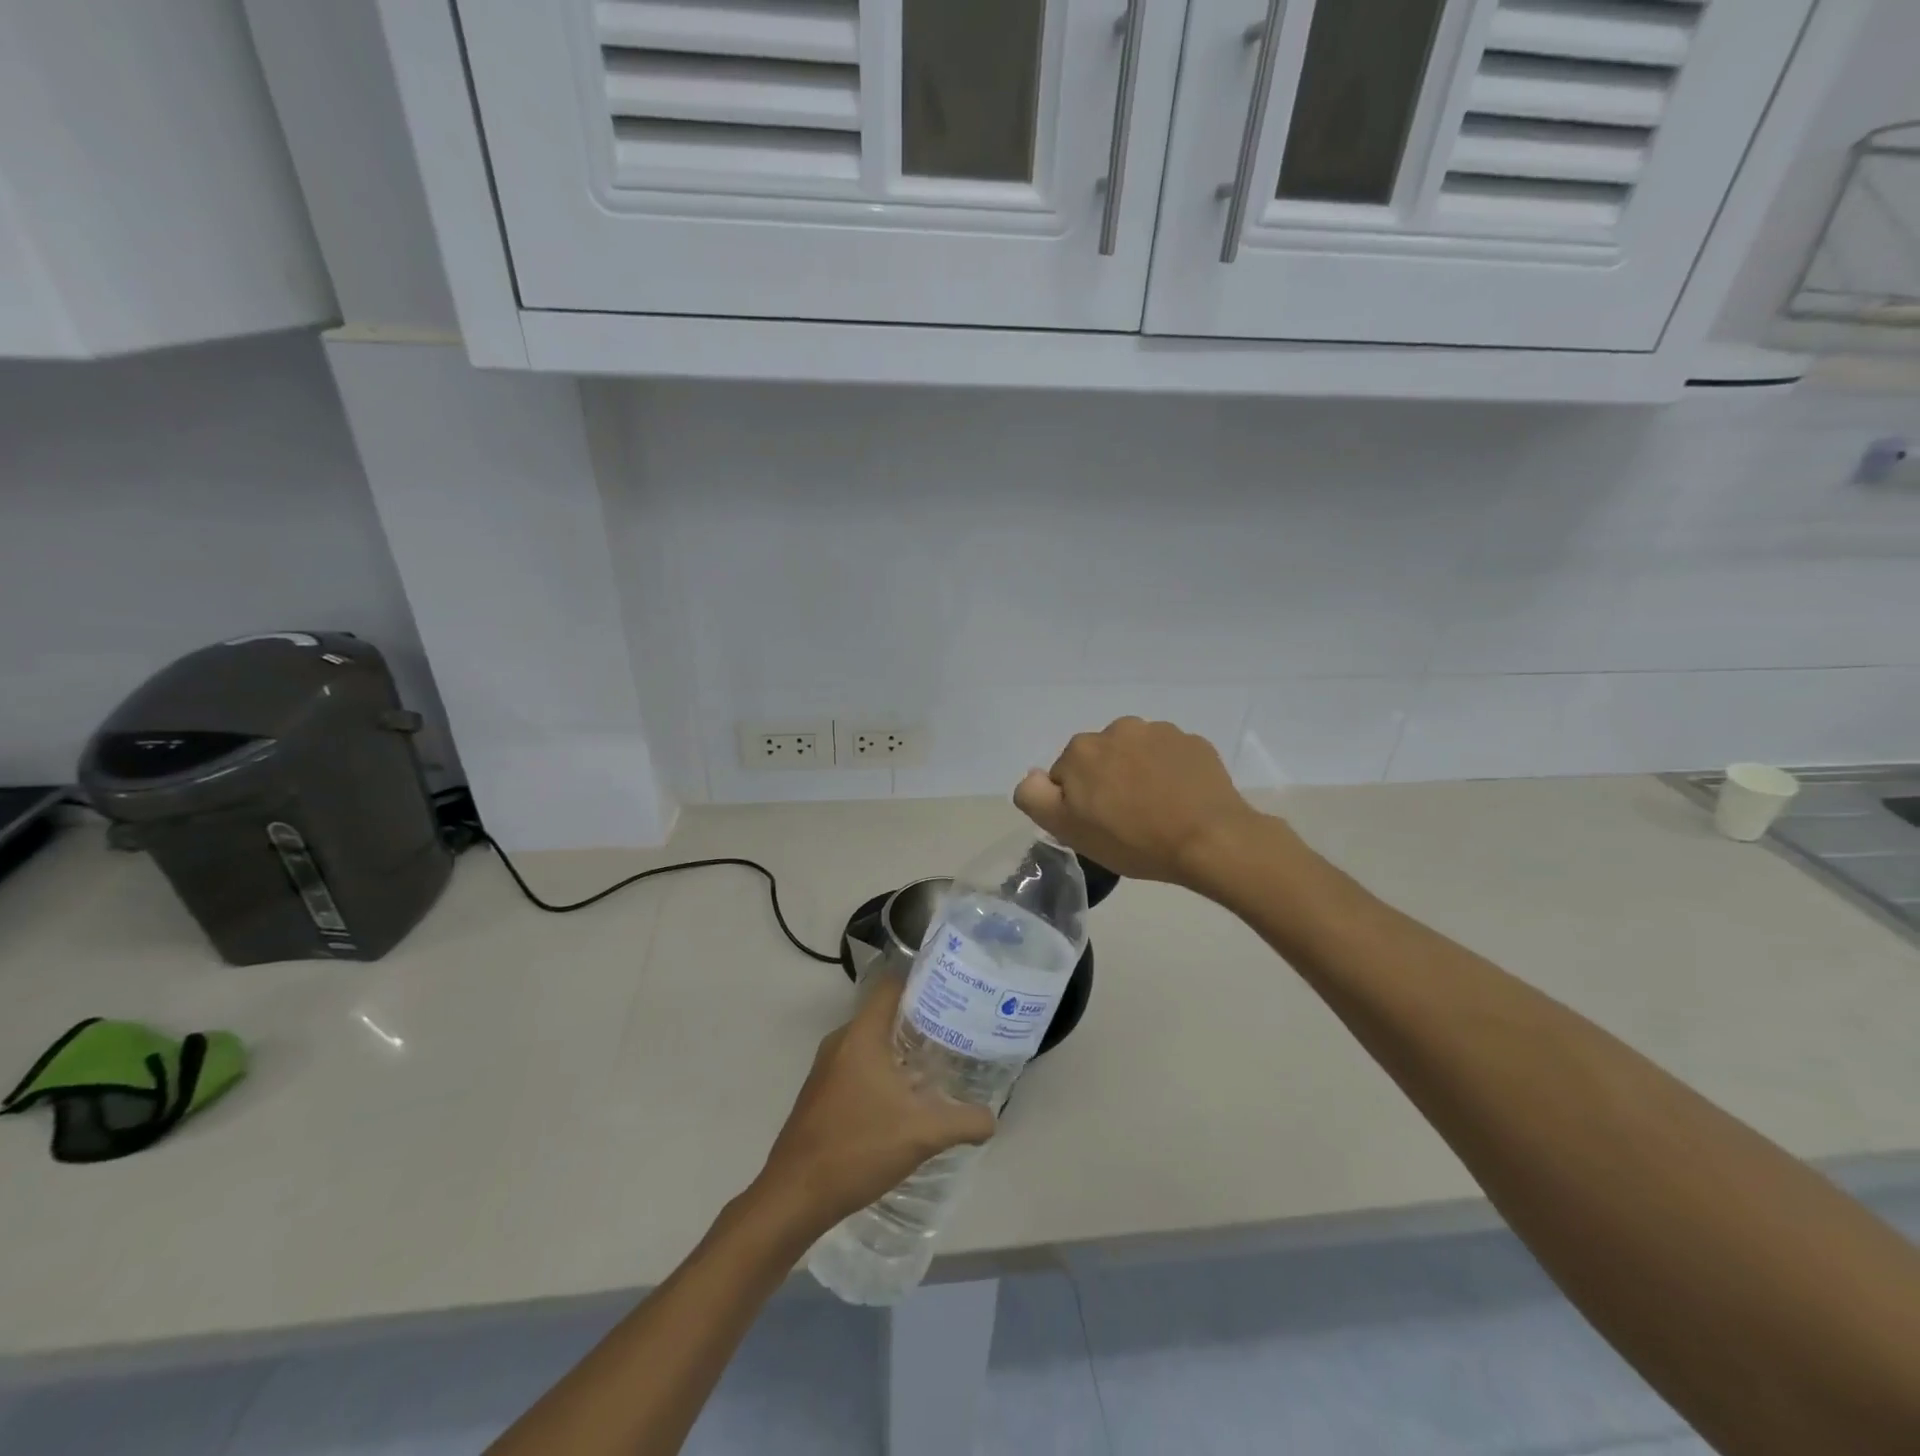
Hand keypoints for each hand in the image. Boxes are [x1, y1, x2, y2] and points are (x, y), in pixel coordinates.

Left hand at [753, 976, 995, 1237]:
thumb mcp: (923, 1134)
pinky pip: (858, 1066)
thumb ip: (964, 1121)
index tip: (953, 991)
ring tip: (938, 1065)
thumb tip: (992, 1118)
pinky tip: (906, 1099)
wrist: (795, 1195)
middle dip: (920, 1020)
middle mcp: (841, 1041)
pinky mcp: (821, 1093)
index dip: (922, 981)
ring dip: (901, 1051)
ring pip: (871, 1043)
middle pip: (884, 1014)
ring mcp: (827, 1068)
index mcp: (861, 1035)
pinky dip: (883, 1071)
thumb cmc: (858, 1148)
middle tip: (956, 1031)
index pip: (891, 985)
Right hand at [1014, 717, 1267, 889]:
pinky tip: (1181, 800)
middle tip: (1127, 820)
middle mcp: (1117, 729)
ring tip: (1158, 810)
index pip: (1066, 776)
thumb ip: (1035, 796)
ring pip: (1136, 755)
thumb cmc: (1132, 840)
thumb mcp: (1068, 829)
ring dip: (1139, 774)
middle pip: (1101, 760)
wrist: (1209, 840)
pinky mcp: (1193, 743)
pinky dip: (1170, 773)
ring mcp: (1160, 732)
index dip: (1078, 803)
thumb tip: (1035, 775)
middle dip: (1108, 782)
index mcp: (1082, 750)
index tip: (1098, 826)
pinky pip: (1170, 757)